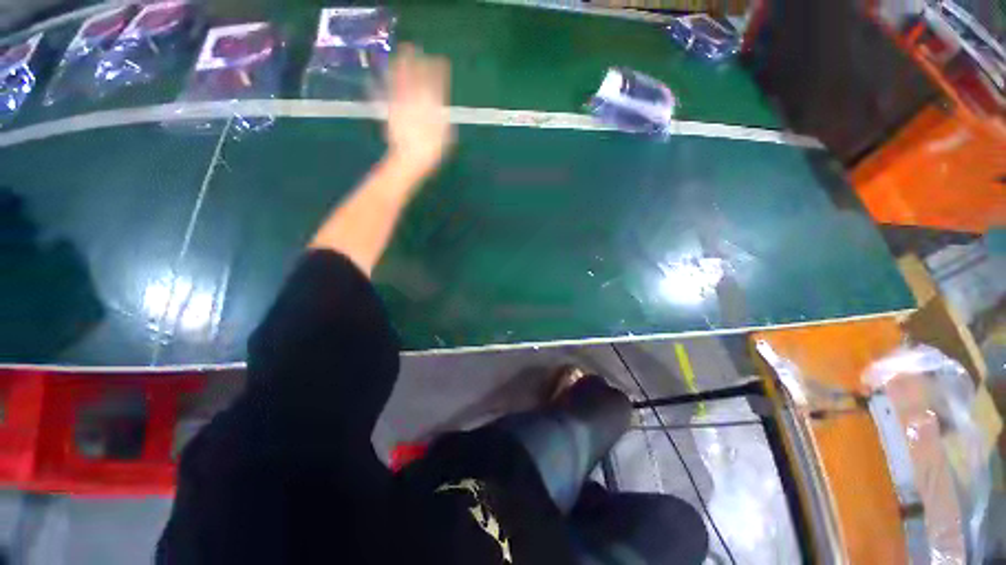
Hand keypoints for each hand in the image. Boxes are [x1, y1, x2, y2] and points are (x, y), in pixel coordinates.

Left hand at [385, 44, 453, 179]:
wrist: (410, 160)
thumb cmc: (431, 152)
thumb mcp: (445, 136)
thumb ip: (443, 119)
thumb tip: (442, 108)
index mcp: (431, 107)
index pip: (435, 85)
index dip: (436, 72)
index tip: (439, 61)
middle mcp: (416, 101)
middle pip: (415, 78)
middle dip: (415, 62)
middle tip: (413, 48)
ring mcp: (401, 105)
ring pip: (399, 82)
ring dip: (398, 68)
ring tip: (396, 56)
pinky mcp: (390, 111)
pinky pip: (383, 96)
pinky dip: (377, 87)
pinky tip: (372, 79)